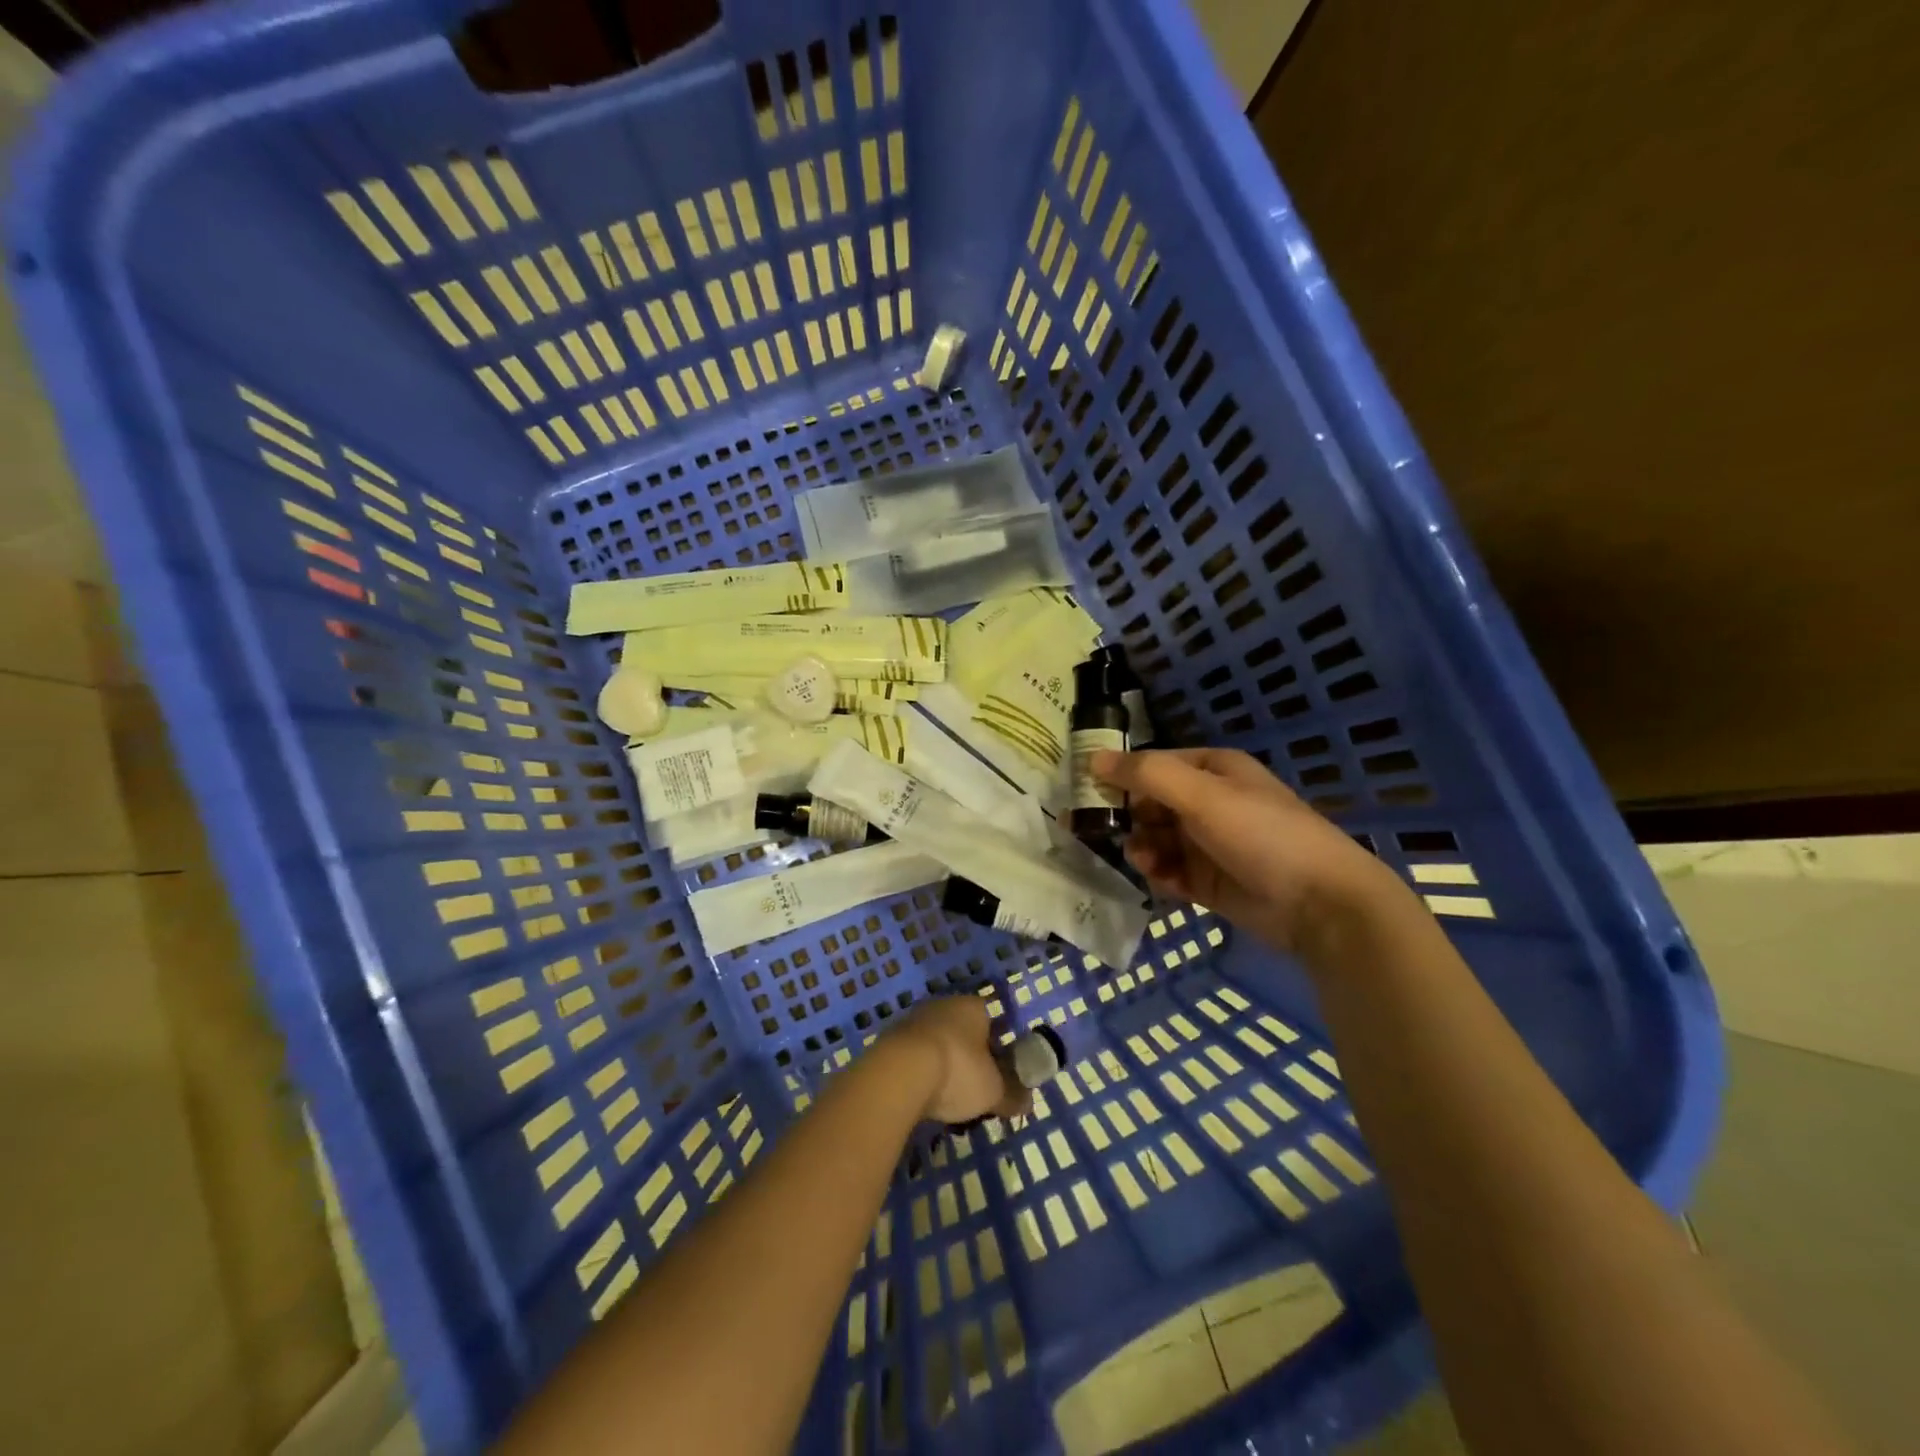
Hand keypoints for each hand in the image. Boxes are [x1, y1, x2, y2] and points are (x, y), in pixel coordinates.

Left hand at [888, 996, 1027, 1124]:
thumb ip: (1013, 1095)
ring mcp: (914, 1019)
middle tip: (974, 1086)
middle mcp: (944, 1005)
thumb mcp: (993, 1090)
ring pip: (937, 1042)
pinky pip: (914, 1054)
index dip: (998, 1047)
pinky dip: (920, 1071)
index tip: (999, 1072)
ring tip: (946, 1096)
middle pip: (963, 1030)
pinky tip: (922, 1095)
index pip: (992, 1020)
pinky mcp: (891, 1037)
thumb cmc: (958, 1072)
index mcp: (974, 1007)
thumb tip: (1028, 1103)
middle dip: (969, 1056)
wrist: (899, 1073)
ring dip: (942, 1063)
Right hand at [1093, 747, 1403, 958]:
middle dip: (1127, 818)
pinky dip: (1160, 875)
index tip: (1086, 795)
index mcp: (1212, 770)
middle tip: (1101, 833)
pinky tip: (1161, 881)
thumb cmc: (1261, 834)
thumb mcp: (1201, 795)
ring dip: (1143, 848)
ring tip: (1144, 861)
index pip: (1152, 765)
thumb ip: (1146, 774)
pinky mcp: (1210, 881)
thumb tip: (1093, 758)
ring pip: (1156, 840)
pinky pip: (1170, 871)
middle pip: (1150, 804)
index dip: (1119, 777)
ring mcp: (1210, 843)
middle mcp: (1208, 802)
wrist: (1321, 904)